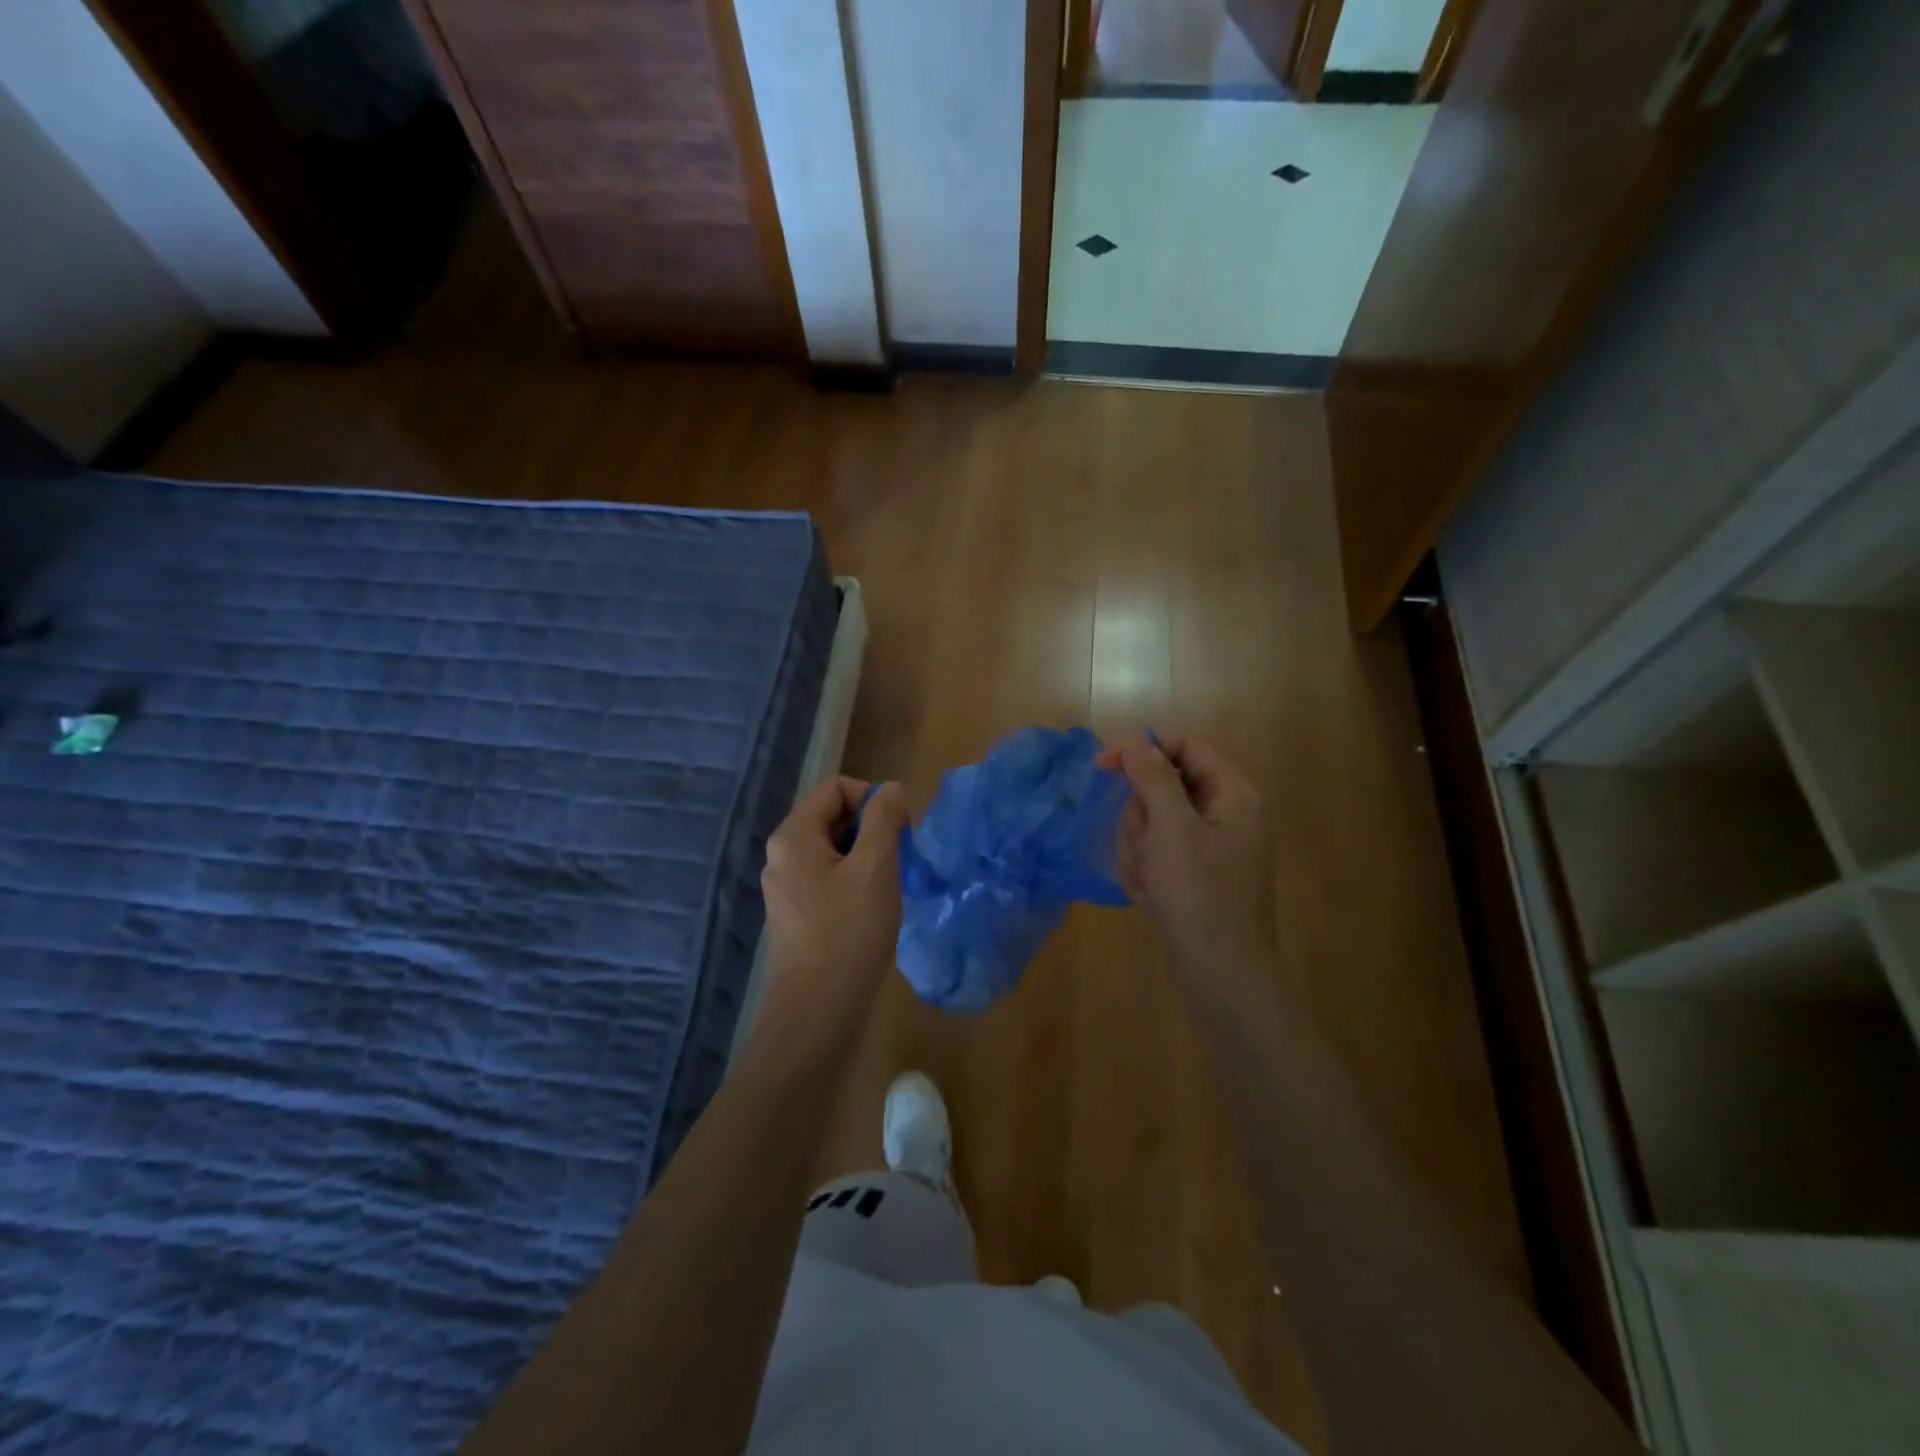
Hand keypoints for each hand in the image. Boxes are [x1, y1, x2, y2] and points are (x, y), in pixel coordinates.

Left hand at [758, 777, 909, 1038]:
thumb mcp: (875, 869)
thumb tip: (891, 788)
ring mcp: (786, 887)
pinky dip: (854, 881)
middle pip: (832, 816)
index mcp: (794, 836)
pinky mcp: (796, 914)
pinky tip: (873, 909)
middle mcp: (782, 855)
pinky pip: (828, 879)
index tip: (901, 829)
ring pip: (833, 850)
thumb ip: (884, 820)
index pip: (835, 788)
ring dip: (867, 857)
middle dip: (871, 828)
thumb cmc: (849, 933)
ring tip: (890, 886)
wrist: (817, 1012)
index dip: (872, 797)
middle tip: (901, 859)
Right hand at [1098, 736, 1276, 985]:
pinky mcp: (1193, 879)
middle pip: (1163, 788)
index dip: (1143, 751)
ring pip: (1153, 825)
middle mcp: (1225, 816)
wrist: (1221, 979)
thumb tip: (1136, 740)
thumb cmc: (1200, 897)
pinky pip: (1156, 856)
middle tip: (1147, 848)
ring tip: (1149, 881)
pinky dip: (1145, 872)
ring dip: (1139, 849)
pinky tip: (1150, 897)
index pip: (1184, 748)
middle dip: (1142, 817)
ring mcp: (1209, 850)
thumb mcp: (1172, 829)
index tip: (1102, 766)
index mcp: (1233, 795)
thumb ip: (1153, 777)